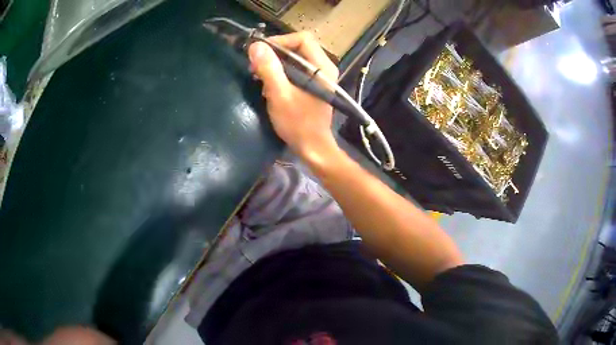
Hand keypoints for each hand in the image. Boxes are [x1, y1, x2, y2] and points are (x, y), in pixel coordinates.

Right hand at [248, 32, 339, 161]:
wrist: (312, 147)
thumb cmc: (298, 123)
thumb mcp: (280, 95)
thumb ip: (269, 69)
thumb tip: (256, 46)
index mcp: (322, 66)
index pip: (301, 39)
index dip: (279, 41)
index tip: (260, 53)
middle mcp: (324, 67)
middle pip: (297, 47)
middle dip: (274, 54)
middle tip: (255, 66)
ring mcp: (319, 76)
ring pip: (294, 58)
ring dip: (275, 64)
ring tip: (259, 76)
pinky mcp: (312, 84)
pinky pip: (294, 70)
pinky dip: (280, 73)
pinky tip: (269, 85)